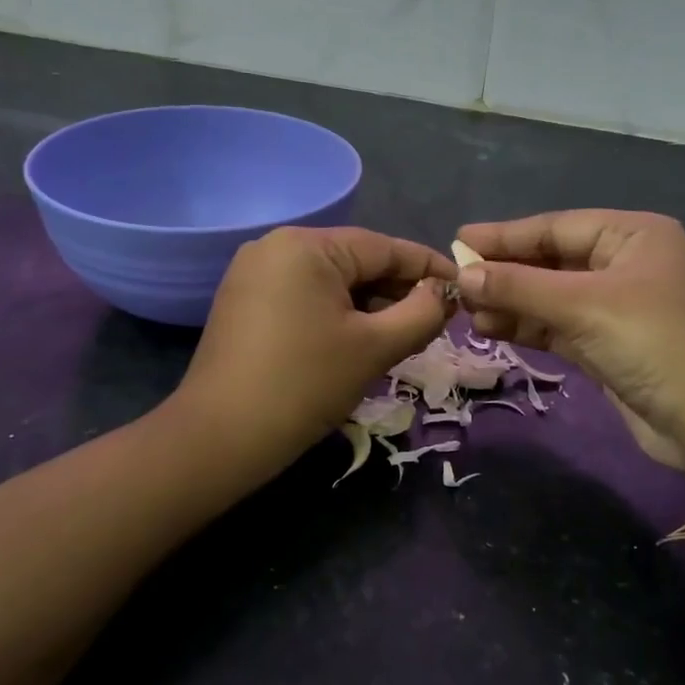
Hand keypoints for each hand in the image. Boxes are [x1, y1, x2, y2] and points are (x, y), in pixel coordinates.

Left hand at [172, 226, 455, 474]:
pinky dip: (337, 313)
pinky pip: (305, 296)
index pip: (383, 247)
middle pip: (355, 261)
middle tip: (437, 318)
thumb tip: (443, 292)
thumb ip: (421, 312)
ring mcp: (254, 274)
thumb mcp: (375, 347)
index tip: (463, 286)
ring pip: (331, 281)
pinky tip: (360, 338)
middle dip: (398, 289)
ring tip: (404, 333)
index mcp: (306, 246)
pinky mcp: (244, 302)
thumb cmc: (305, 385)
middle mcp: (276, 246)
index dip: (428, 267)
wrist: (221, 438)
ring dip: (370, 305)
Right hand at [454, 211, 684, 486]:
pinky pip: (558, 327)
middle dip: (506, 272)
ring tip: (466, 310)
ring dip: (511, 302)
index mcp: (633, 236)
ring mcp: (617, 307)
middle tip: (456, 280)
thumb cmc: (655, 343)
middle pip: (552, 261)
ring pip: (551, 297)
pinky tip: (491, 328)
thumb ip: (521, 286)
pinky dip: (527, 327)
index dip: (506, 235)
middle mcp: (625, 264)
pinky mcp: (608, 345)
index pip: (557, 227)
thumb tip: (463, 273)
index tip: (458, 240)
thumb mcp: (584, 306)